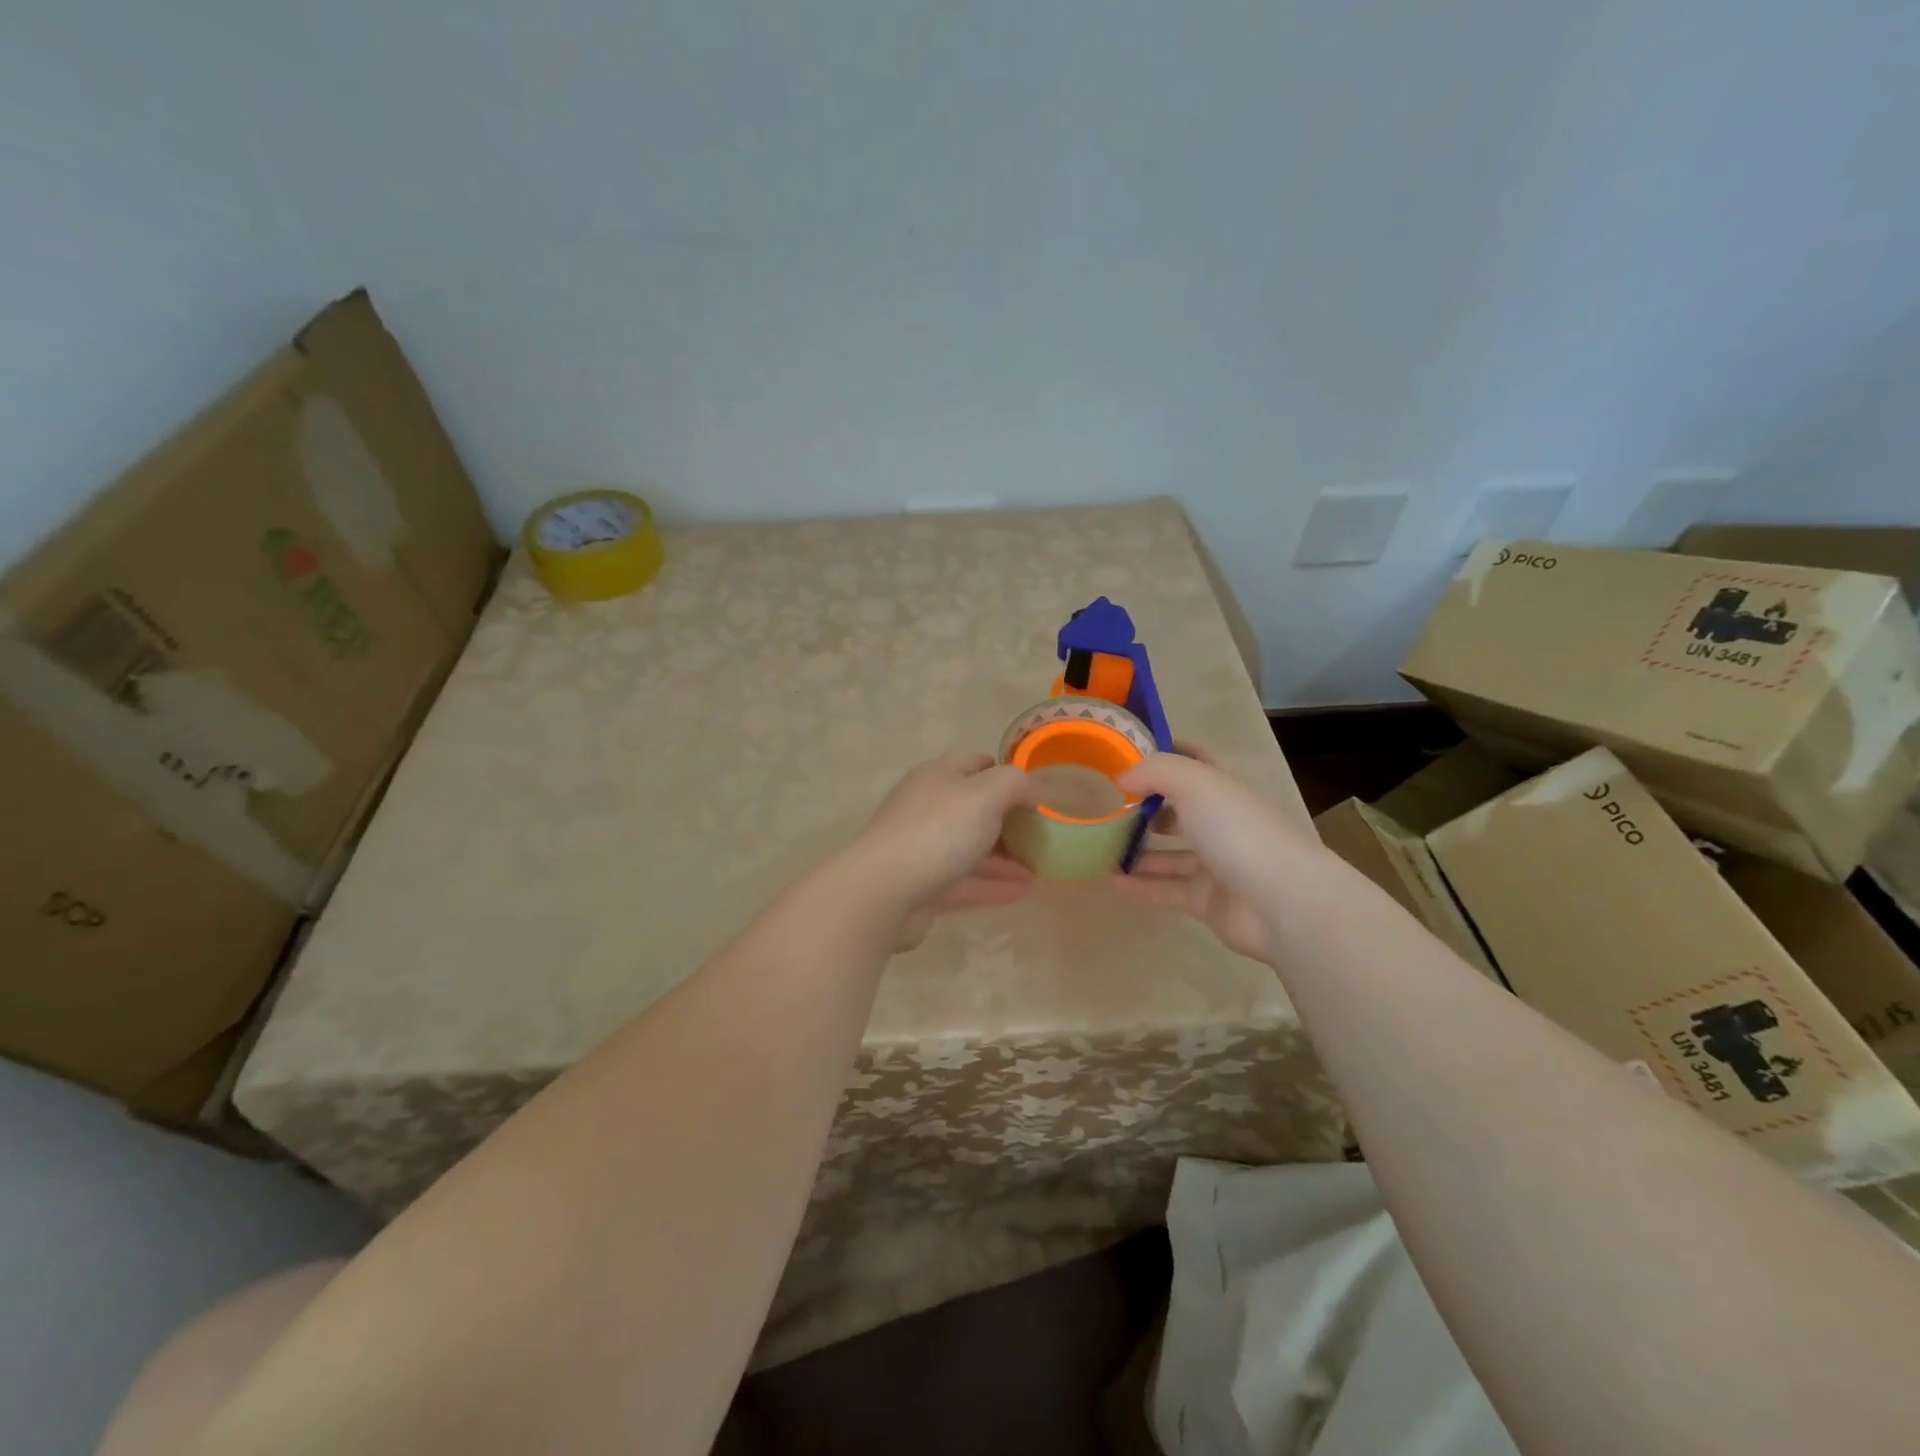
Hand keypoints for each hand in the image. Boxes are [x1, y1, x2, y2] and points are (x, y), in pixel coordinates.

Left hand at [848, 752, 1040, 950]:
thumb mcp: (986, 794)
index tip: (1036, 792)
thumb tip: (1035, 792)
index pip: (976, 763)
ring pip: (971, 847)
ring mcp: (923, 847)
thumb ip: (1016, 784)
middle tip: (1043, 834)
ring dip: (1005, 856)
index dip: (1006, 773)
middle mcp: (928, 807)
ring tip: (1041, 867)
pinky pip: (965, 881)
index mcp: (938, 776)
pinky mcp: (923, 885)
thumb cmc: (938, 831)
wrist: (884, 890)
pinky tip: (1023, 891)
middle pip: (974, 807)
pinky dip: (993, 884)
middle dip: (1009, 819)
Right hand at [1111, 744, 1313, 964]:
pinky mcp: (1207, 902)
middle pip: (1177, 810)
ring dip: (1135, 850)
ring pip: (1168, 854)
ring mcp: (1215, 865)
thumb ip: (1154, 771)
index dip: (1164, 754)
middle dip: (1143, 808)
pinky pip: (1165, 889)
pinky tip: (1108, 880)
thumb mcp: (1194, 782)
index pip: (1194, 761)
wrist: (1282, 903)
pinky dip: (1138, 885)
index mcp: (1224, 789)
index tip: (1124, 755)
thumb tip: (1122, 779)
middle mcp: (1221, 823)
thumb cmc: (1238, 830)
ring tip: (1096, 847)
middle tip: (1103, 807)